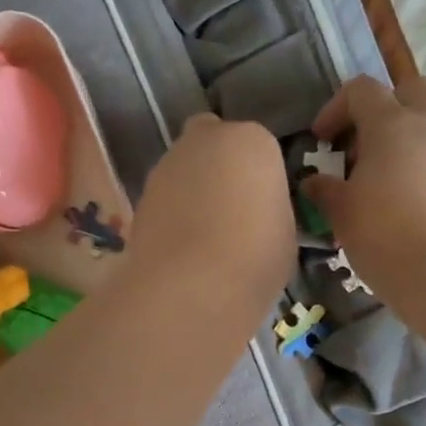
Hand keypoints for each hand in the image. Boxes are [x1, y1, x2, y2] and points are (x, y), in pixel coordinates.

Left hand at [123, 114, 292, 320]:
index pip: (259, 148)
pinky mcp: (140, 194)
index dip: (260, 177)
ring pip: (184, 169)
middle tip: (231, 210)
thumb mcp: (284, 231)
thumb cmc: (255, 256)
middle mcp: (206, 139)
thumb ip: (268, 209)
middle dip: (220, 167)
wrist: (192, 286)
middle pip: (213, 143)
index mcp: (252, 140)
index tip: (263, 206)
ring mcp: (167, 164)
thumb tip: (256, 214)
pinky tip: (181, 247)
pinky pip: (165, 198)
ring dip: (192, 190)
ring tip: (204, 236)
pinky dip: (171, 213)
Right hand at [302, 76, 425, 298]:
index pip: (361, 89)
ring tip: (384, 183)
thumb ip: (325, 190)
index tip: (323, 141)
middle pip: (411, 89)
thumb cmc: (385, 234)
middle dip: (384, 106)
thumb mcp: (342, 213)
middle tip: (363, 144)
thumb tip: (314, 182)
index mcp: (392, 123)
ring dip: (406, 141)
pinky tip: (411, 205)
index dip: (336, 108)